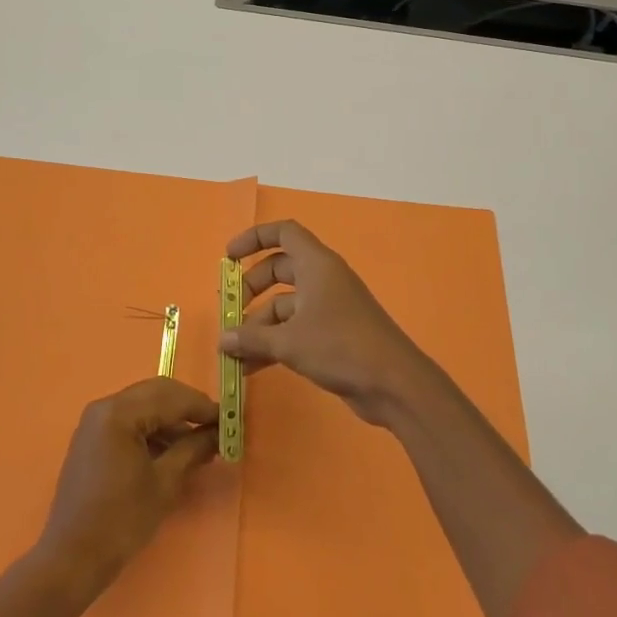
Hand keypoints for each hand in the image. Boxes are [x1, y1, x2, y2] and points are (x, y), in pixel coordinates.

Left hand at [37, 378, 217, 592]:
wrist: (71, 559)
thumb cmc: (121, 521)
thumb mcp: (164, 483)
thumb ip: (193, 449)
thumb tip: (218, 432)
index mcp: (119, 413)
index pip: (170, 397)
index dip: (202, 407)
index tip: (229, 419)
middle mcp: (104, 407)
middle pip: (156, 393)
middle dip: (188, 408)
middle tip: (216, 426)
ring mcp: (95, 422)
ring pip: (143, 405)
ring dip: (171, 419)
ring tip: (199, 442)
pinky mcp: (92, 438)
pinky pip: (129, 421)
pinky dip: (152, 429)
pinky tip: (172, 450)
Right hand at [221, 221, 433, 425]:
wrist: (394, 384)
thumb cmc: (341, 346)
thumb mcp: (290, 342)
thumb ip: (252, 338)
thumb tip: (222, 339)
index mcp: (316, 264)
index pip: (283, 233)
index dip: (254, 238)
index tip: (228, 258)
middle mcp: (323, 279)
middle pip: (279, 269)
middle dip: (251, 288)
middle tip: (230, 312)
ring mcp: (330, 307)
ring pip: (286, 304)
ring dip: (259, 325)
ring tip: (233, 353)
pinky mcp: (334, 334)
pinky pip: (296, 329)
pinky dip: (275, 343)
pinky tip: (251, 368)